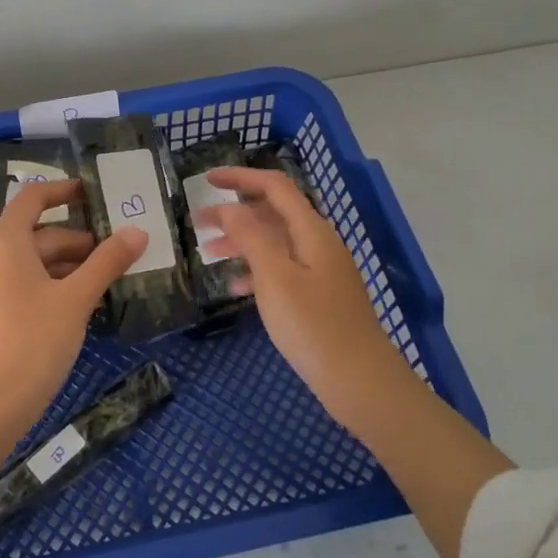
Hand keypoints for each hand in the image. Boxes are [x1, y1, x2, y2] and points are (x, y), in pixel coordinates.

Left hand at [0, 179, 147, 448]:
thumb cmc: (32, 343)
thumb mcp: (76, 300)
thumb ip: (107, 262)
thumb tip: (137, 232)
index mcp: (4, 241)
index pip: (33, 198)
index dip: (63, 191)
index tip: (93, 193)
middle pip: (37, 234)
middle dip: (77, 242)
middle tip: (116, 254)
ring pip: (30, 263)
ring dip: (66, 267)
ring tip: (104, 283)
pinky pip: (20, 284)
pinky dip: (49, 285)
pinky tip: (77, 307)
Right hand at [197, 167, 414, 432]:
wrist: (360, 380)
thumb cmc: (313, 325)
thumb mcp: (275, 277)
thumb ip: (251, 236)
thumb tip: (229, 207)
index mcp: (311, 230)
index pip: (274, 187)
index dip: (240, 178)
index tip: (206, 180)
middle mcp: (318, 242)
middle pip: (273, 213)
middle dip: (235, 213)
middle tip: (198, 223)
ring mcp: (321, 270)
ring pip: (275, 242)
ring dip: (242, 242)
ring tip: (209, 253)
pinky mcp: (319, 295)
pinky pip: (282, 269)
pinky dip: (257, 270)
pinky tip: (235, 287)